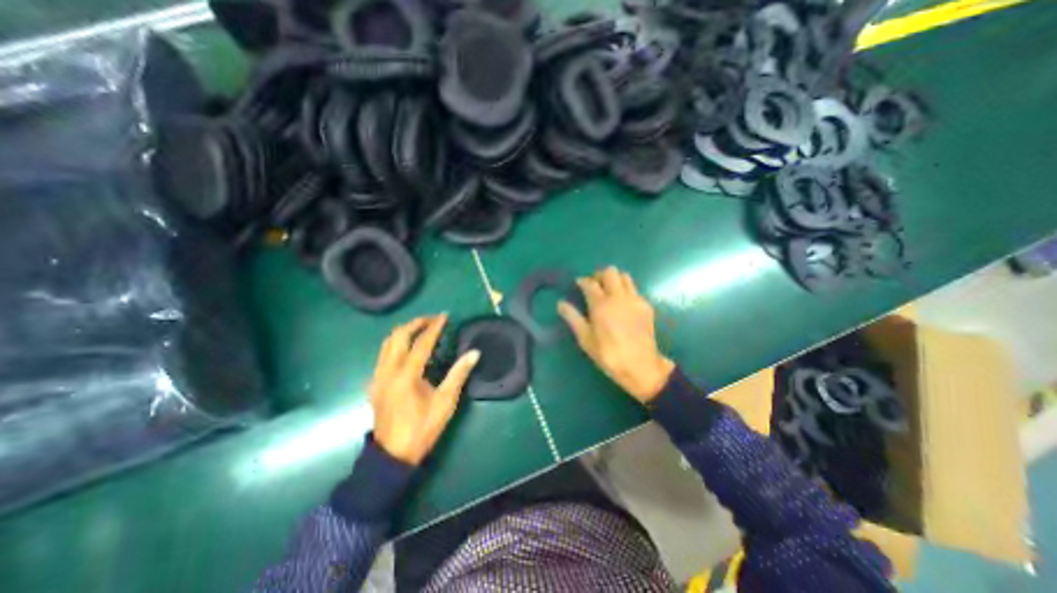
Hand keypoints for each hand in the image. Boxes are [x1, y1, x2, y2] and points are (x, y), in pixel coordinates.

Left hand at [367, 316, 477, 464]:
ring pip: (387, 344)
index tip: (445, 316)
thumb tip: (474, 353)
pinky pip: (383, 355)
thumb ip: (459, 374)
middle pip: (398, 336)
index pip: (421, 343)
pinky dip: (396, 344)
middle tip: (433, 319)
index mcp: (407, 375)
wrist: (392, 456)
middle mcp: (388, 371)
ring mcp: (378, 377)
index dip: (434, 327)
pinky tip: (407, 349)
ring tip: (421, 328)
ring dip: (404, 331)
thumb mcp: (445, 402)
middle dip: (415, 323)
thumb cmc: (422, 428)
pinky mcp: (375, 384)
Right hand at [556, 266, 670, 402]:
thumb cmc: (608, 354)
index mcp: (601, 305)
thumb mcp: (585, 339)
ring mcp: (634, 300)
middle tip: (595, 286)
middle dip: (600, 275)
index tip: (578, 284)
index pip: (590, 283)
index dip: (582, 281)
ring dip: (615, 280)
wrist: (641, 366)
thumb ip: (573, 318)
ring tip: (609, 291)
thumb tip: (560, 303)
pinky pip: (635, 289)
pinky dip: (626, 290)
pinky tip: (622, 304)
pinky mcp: (646, 306)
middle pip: (610, 272)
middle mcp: (618, 297)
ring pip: (625, 276)